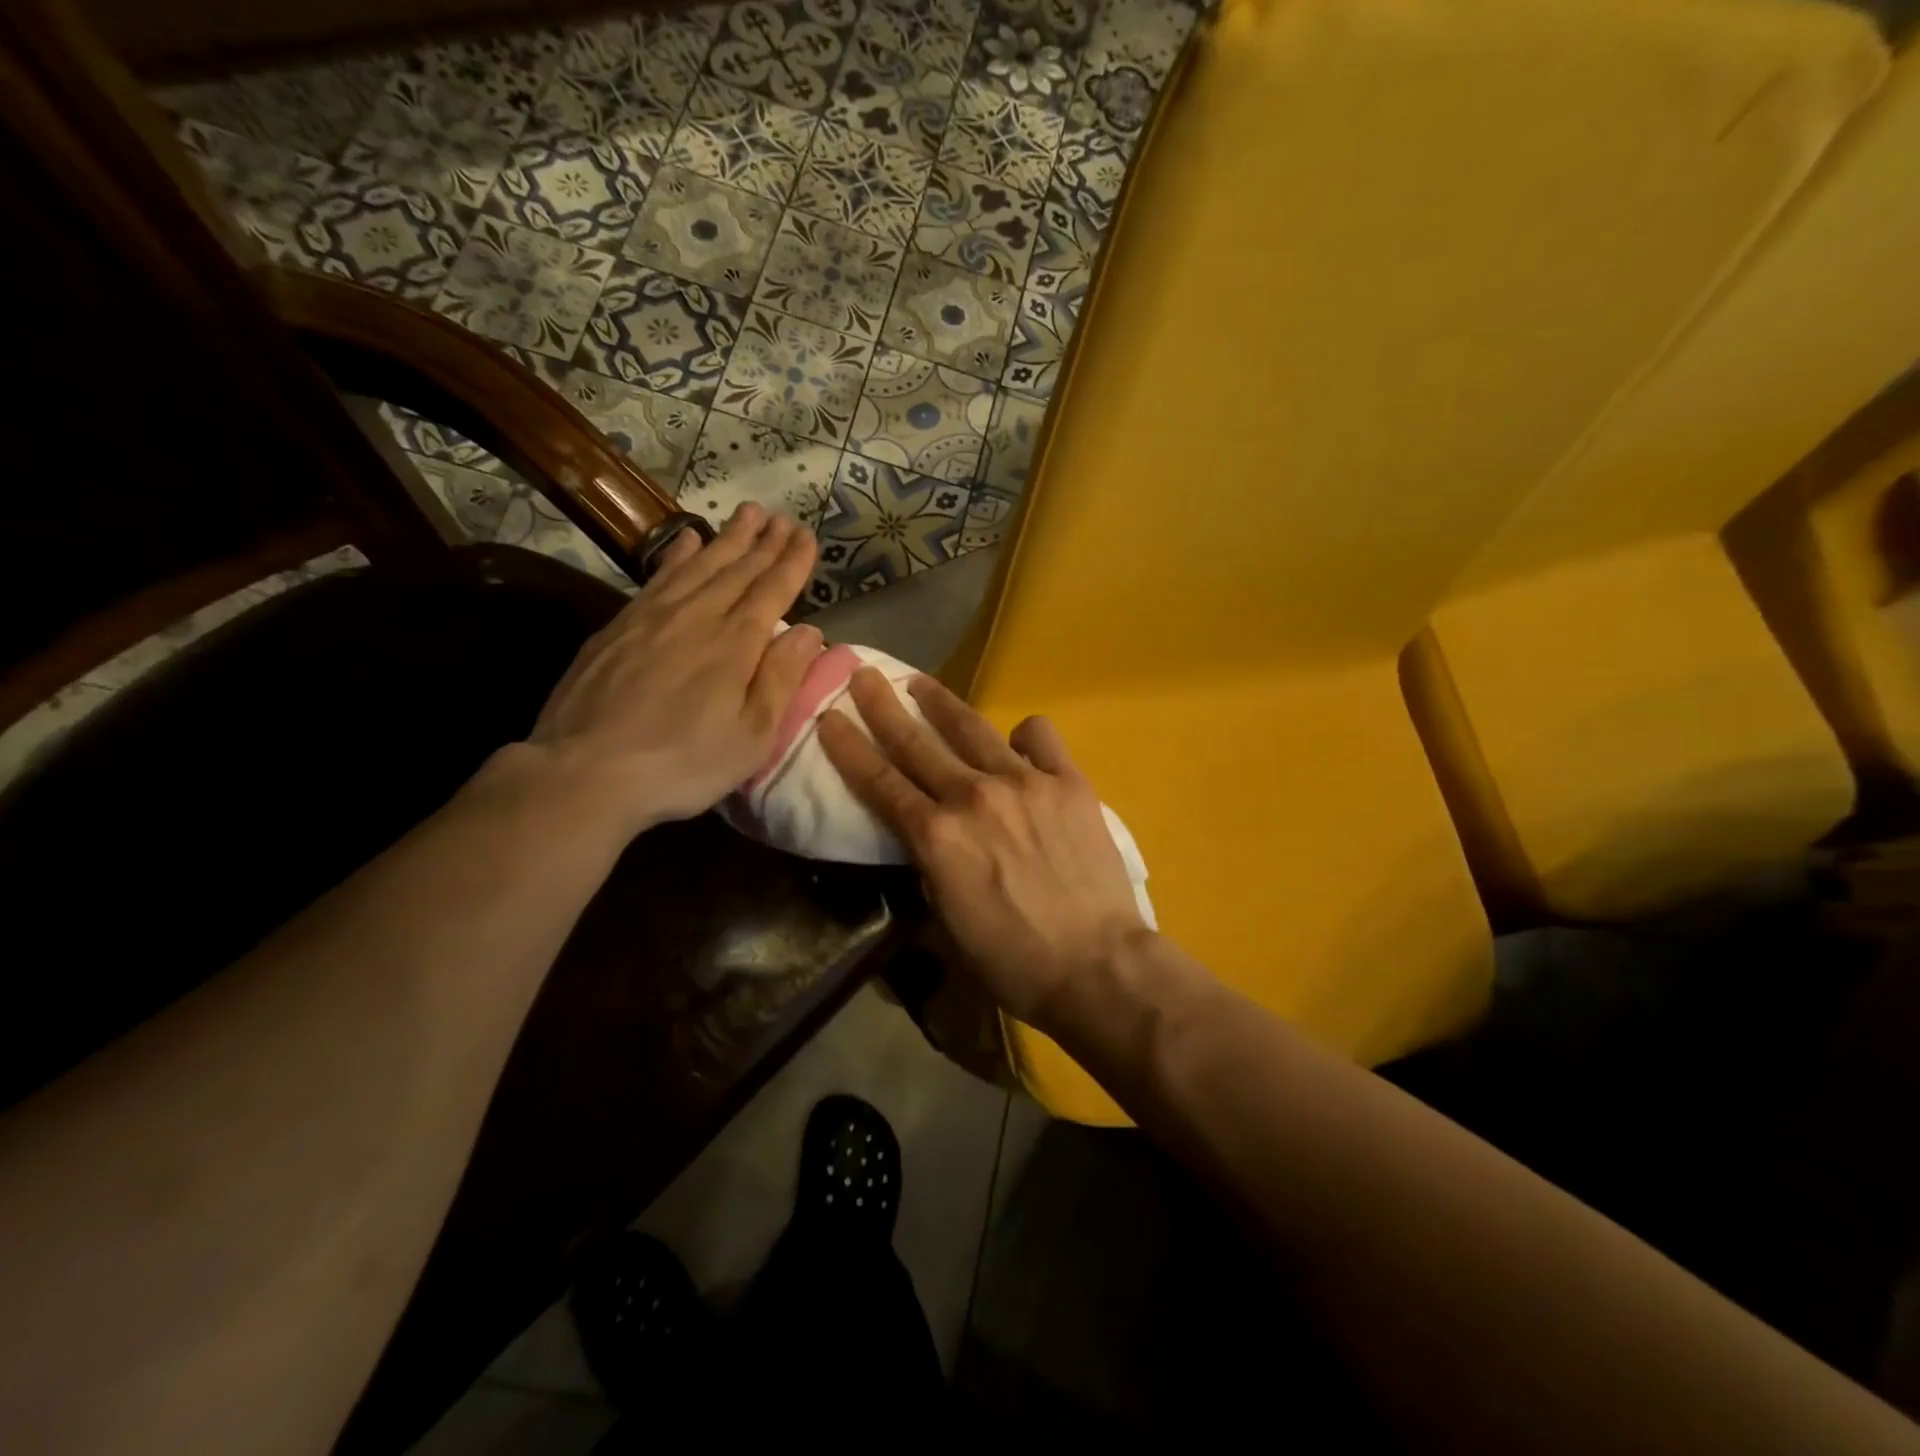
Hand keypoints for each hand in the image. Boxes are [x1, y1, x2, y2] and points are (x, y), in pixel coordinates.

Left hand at [526, 504, 820, 840]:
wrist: (586, 770)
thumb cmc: (684, 762)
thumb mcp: (752, 736)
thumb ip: (781, 678)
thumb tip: (811, 632)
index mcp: (736, 644)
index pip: (772, 590)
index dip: (792, 562)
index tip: (807, 535)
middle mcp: (698, 616)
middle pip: (738, 570)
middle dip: (765, 542)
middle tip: (784, 517)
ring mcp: (653, 616)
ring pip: (700, 564)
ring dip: (728, 538)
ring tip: (748, 514)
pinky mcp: (619, 625)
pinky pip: (659, 576)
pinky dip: (679, 554)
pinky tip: (688, 540)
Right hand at [818, 668, 1147, 1027]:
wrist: (1096, 964)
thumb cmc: (1013, 960)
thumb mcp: (948, 923)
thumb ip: (931, 869)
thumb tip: (930, 840)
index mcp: (936, 837)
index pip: (879, 783)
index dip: (849, 748)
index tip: (829, 717)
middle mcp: (972, 796)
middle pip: (916, 743)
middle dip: (882, 706)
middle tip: (863, 675)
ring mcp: (1023, 782)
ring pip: (971, 728)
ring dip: (940, 702)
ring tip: (921, 682)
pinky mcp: (1067, 781)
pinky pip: (1039, 737)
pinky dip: (1024, 735)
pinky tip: (1020, 743)